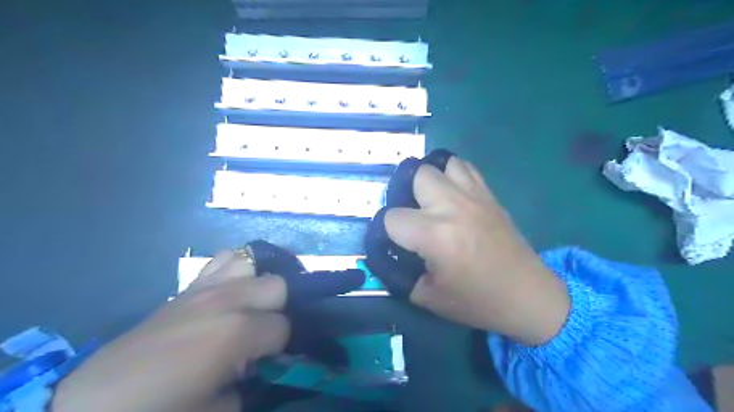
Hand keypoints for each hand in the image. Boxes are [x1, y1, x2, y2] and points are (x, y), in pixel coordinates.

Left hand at [52, 250, 289, 411]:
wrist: (94, 402)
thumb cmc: (160, 409)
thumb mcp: (217, 411)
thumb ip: (249, 386)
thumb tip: (255, 368)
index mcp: (237, 331)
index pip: (283, 326)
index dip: (278, 347)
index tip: (263, 361)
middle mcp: (228, 299)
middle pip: (276, 285)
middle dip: (275, 310)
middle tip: (257, 333)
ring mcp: (207, 288)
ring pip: (251, 263)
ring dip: (255, 284)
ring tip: (245, 306)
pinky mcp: (188, 287)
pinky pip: (222, 260)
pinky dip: (233, 270)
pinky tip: (226, 292)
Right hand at [387, 155, 569, 346]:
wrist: (527, 295)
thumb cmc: (478, 301)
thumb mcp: (427, 297)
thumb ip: (398, 274)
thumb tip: (385, 254)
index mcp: (435, 235)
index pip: (391, 217)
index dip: (385, 230)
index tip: (393, 242)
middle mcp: (452, 207)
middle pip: (414, 175)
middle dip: (404, 194)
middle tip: (410, 216)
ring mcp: (473, 196)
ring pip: (439, 163)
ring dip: (428, 180)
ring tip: (429, 200)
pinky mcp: (488, 194)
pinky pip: (463, 167)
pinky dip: (450, 174)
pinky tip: (451, 194)